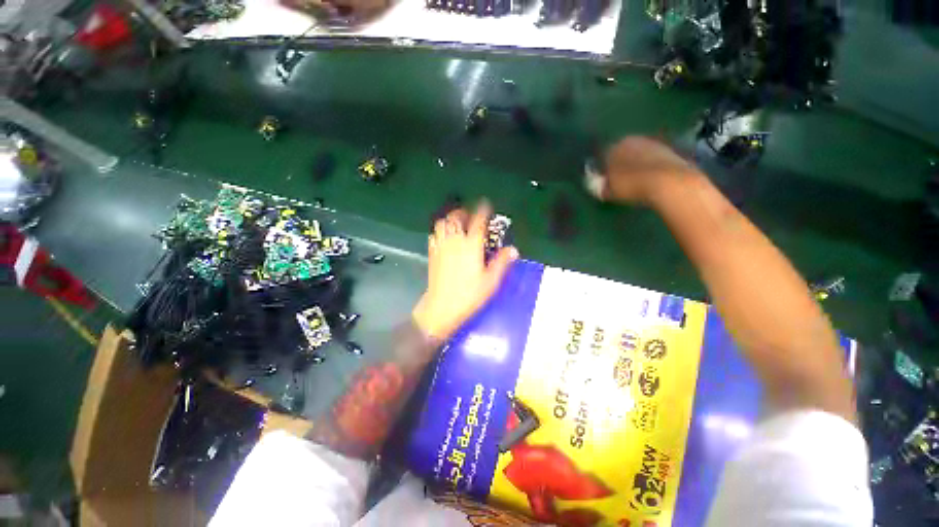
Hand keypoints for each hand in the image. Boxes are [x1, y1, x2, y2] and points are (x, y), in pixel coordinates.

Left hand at [412, 202, 518, 340]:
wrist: (442, 306)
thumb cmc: (469, 294)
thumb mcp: (490, 280)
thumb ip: (501, 262)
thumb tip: (513, 250)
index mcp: (471, 246)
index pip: (477, 222)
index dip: (482, 210)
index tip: (485, 205)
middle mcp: (455, 242)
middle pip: (456, 218)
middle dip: (463, 212)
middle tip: (469, 214)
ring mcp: (441, 247)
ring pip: (442, 224)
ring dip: (450, 219)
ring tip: (457, 223)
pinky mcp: (432, 254)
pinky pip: (434, 235)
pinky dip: (439, 231)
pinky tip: (444, 237)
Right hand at [587, 136, 699, 205]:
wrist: (669, 181)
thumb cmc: (631, 185)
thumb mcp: (609, 191)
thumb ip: (601, 187)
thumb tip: (598, 185)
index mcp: (614, 147)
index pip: (603, 155)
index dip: (602, 168)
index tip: (604, 179)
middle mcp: (632, 140)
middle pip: (623, 151)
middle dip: (621, 162)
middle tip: (620, 178)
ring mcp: (653, 142)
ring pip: (639, 153)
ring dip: (637, 163)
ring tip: (637, 180)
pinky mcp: (670, 149)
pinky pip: (654, 159)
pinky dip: (651, 166)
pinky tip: (651, 178)